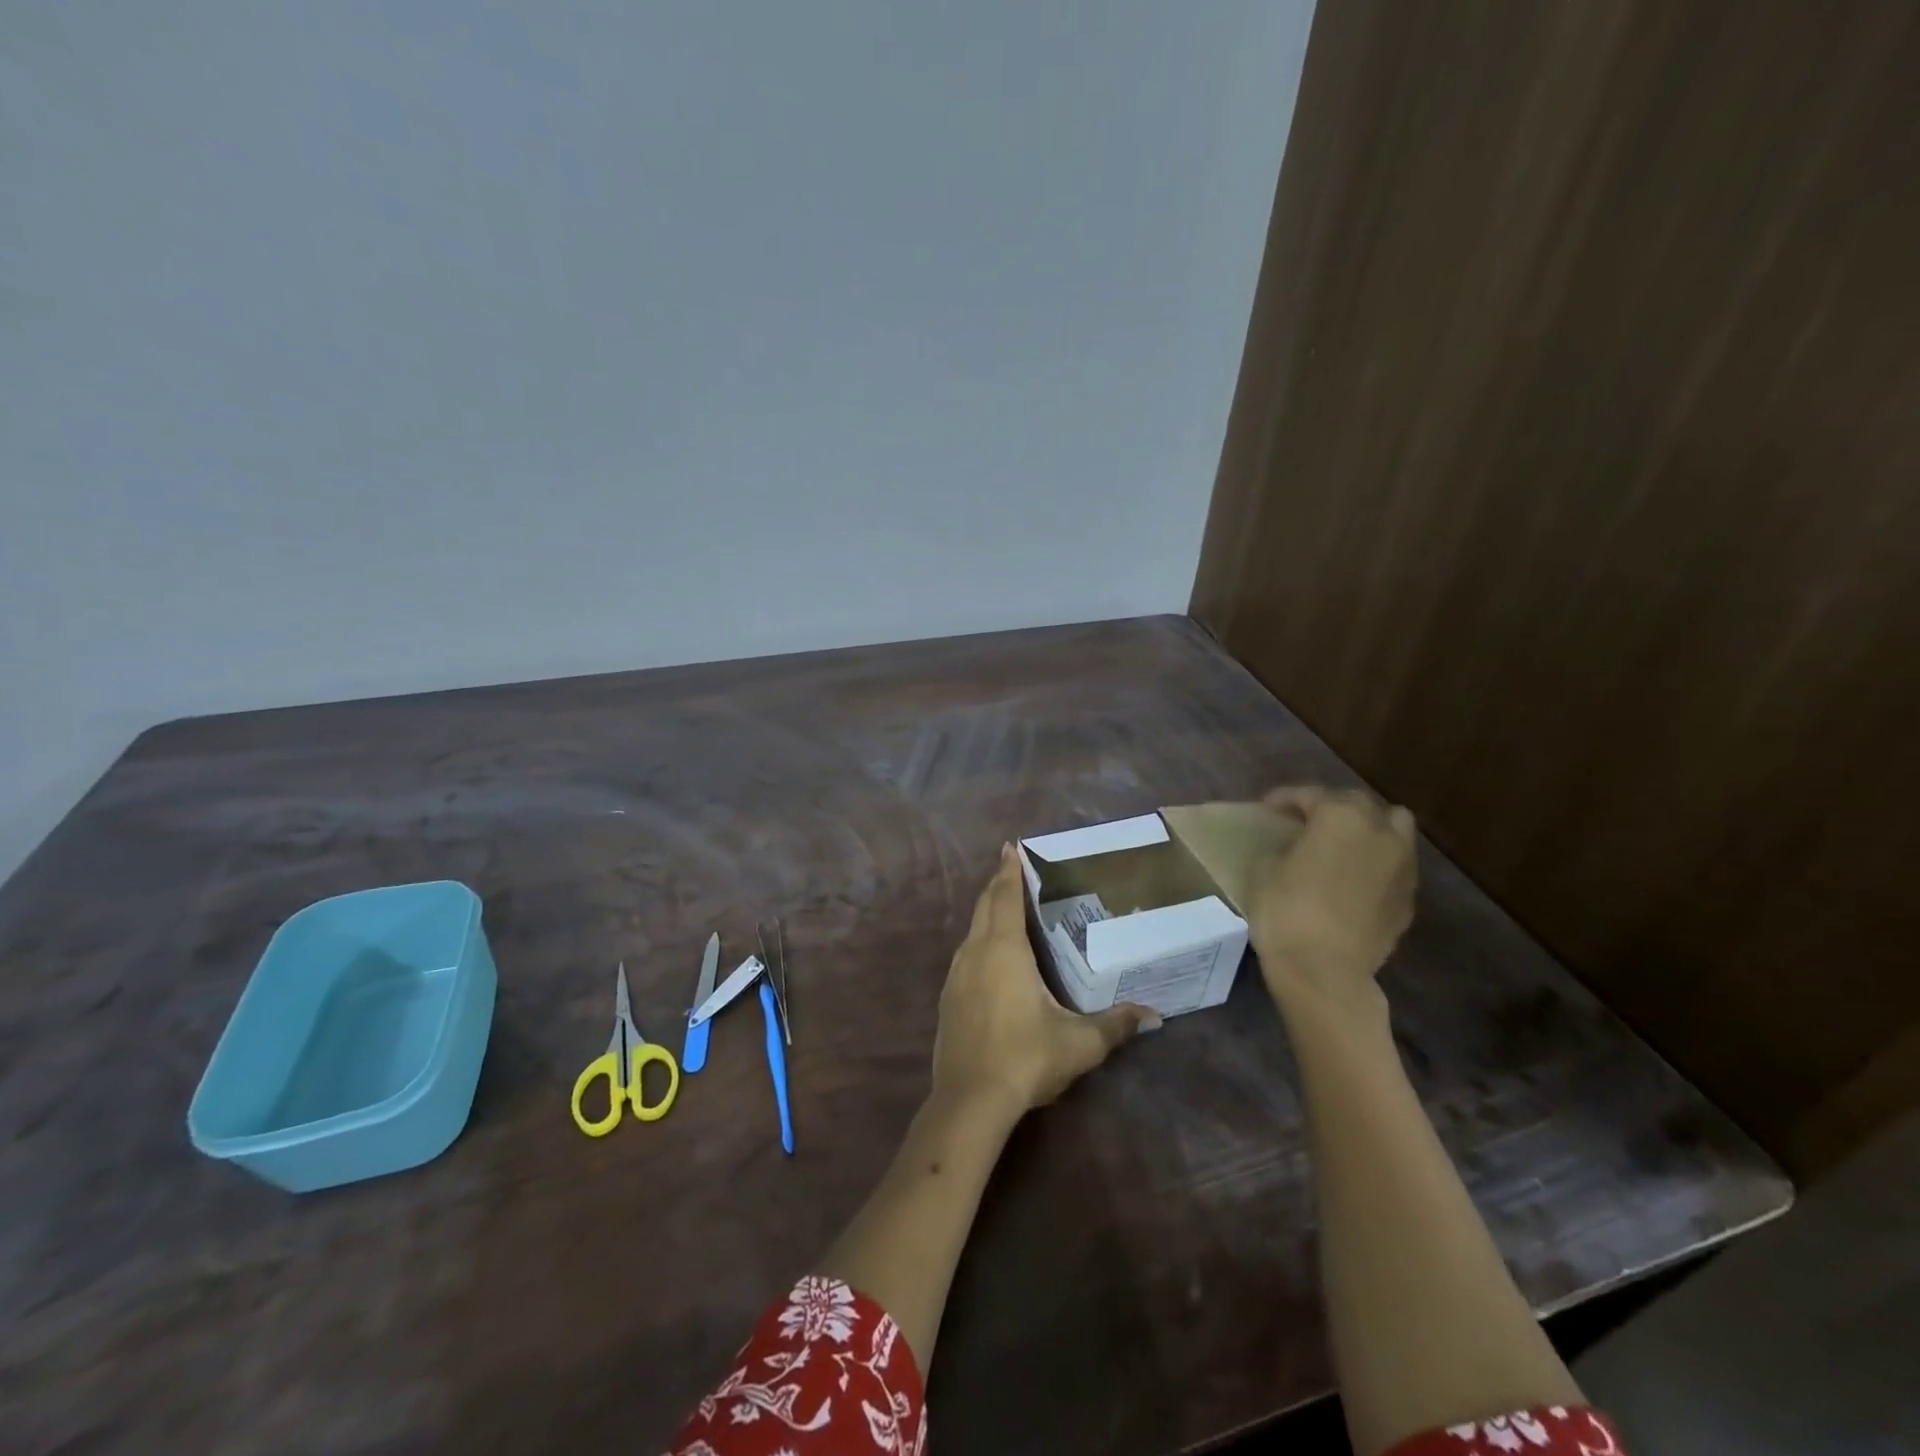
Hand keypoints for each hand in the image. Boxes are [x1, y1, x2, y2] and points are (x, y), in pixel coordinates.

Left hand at [931, 844, 1158, 1121]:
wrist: (970, 1100)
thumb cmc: (1027, 1058)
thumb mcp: (1080, 1042)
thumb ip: (1116, 1024)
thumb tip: (1154, 1015)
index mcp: (1004, 950)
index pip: (1006, 897)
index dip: (1010, 871)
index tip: (1011, 847)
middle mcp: (976, 952)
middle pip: (985, 906)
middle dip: (998, 884)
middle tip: (1011, 867)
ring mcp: (955, 975)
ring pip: (972, 929)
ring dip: (987, 912)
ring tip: (1004, 906)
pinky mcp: (947, 997)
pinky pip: (965, 953)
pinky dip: (979, 939)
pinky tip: (990, 956)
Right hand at [1246, 787, 1417, 1017]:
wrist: (1324, 970)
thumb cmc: (1285, 911)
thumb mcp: (1265, 869)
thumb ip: (1284, 846)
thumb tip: (1293, 846)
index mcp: (1340, 817)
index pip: (1311, 794)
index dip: (1286, 798)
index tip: (1268, 806)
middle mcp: (1379, 832)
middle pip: (1360, 803)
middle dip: (1333, 806)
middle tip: (1307, 821)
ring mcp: (1402, 866)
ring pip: (1394, 828)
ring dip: (1368, 829)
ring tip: (1343, 844)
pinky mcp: (1409, 899)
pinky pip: (1395, 865)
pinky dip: (1377, 862)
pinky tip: (1354, 879)